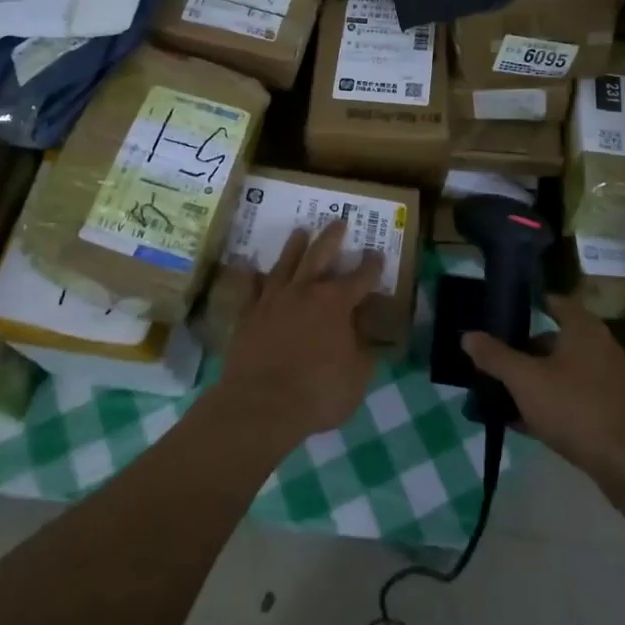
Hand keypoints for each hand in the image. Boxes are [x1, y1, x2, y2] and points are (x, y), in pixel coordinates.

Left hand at [216, 220, 382, 439]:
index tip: (377, 253)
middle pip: (320, 255)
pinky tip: (247, 264)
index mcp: (337, 303)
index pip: (361, 277)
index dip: (372, 266)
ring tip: (300, 231)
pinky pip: (248, 288)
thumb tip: (370, 337)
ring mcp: (273, 299)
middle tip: (339, 220)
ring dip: (294, 246)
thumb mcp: (358, 377)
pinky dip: (249, 275)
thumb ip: (365, 352)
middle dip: (332, 237)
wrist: (261, 404)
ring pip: (285, 263)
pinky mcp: (248, 314)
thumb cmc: (318, 392)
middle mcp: (305, 291)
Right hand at [462, 296, 624, 489]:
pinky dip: (548, 406)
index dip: (527, 304)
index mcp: (583, 329)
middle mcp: (599, 348)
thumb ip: (495, 357)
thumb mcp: (526, 381)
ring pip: (560, 374)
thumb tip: (468, 336)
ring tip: (499, 395)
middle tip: (491, 362)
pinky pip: (571, 400)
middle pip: (553, 340)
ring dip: (532, 382)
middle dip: (522, 351)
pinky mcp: (611, 413)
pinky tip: (522, 424)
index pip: (553, 302)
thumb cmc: (578, 409)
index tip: (499, 314)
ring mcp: (608, 382)